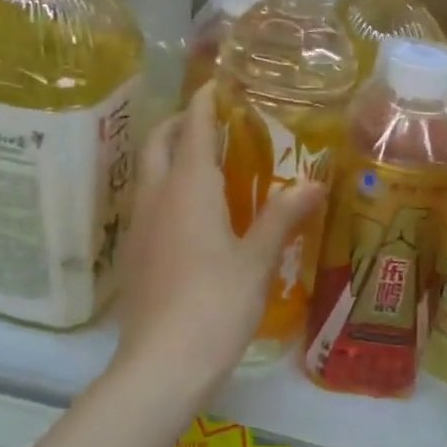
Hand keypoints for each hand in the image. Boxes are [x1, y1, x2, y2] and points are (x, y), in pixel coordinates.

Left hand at [113, 84, 323, 392]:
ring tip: (202, 163)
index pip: (192, 128)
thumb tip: (313, 182)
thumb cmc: (216, 303)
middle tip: (208, 121)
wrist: (163, 363)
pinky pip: (146, 204)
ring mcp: (138, 227)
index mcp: (189, 188)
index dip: (204, 102)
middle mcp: (156, 197)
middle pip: (158, 144)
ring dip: (167, 156)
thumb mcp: (257, 259)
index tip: (216, 83)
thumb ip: (282, 216)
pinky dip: (164, 190)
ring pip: (147, 174)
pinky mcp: (132, 255)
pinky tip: (188, 214)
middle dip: (178, 124)